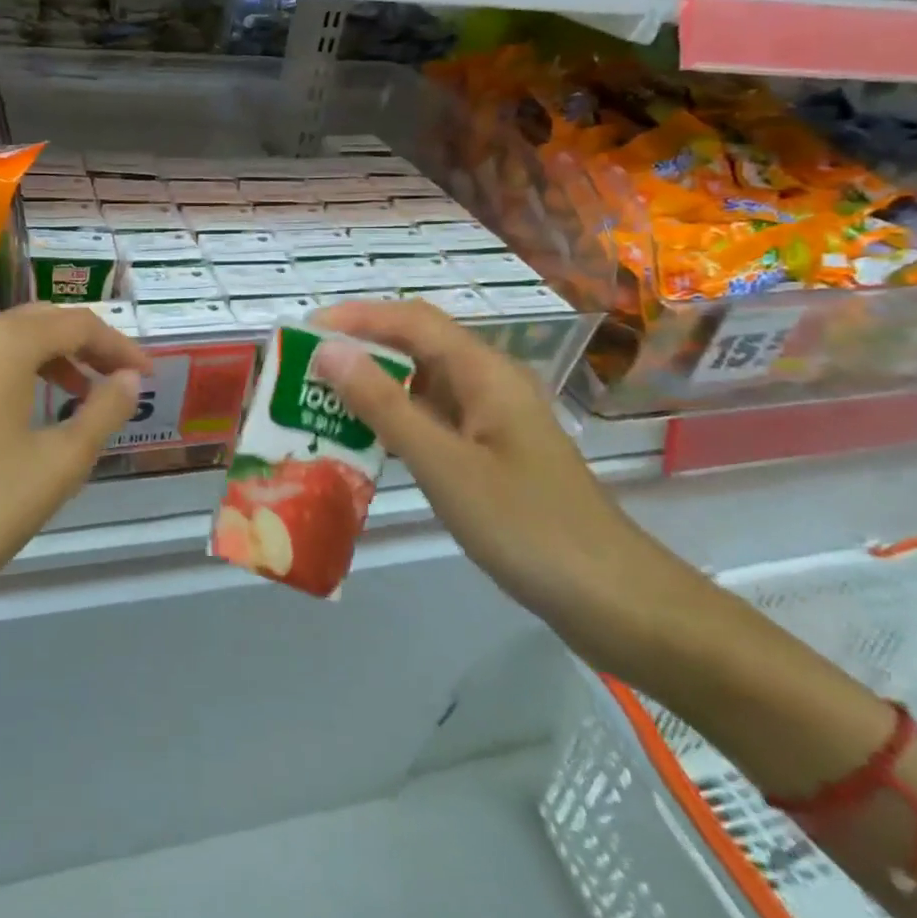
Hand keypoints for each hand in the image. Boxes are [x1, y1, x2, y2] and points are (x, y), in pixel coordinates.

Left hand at [0, 305, 151, 686]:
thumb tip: (128, 380)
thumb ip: (102, 413)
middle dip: (78, 349)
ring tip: (59, 403)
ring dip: (34, 364)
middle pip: (33, 325)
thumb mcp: (56, 467)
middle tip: (109, 383)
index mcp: (2, 345)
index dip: (118, 347)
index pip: (77, 324)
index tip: (145, 377)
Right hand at [308, 300, 704, 680]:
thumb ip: (384, 405)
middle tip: (303, 369)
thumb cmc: (526, 526)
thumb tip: (329, 351)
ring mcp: (492, 421)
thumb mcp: (443, 464)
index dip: (357, 317)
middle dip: (359, 349)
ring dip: (373, 388)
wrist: (612, 600)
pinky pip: (433, 422)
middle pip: (416, 347)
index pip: (411, 321)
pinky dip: (395, 423)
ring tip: (320, 402)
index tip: (304, 330)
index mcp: (484, 372)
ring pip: (422, 386)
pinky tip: (363, 443)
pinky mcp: (491, 455)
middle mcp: (488, 384)